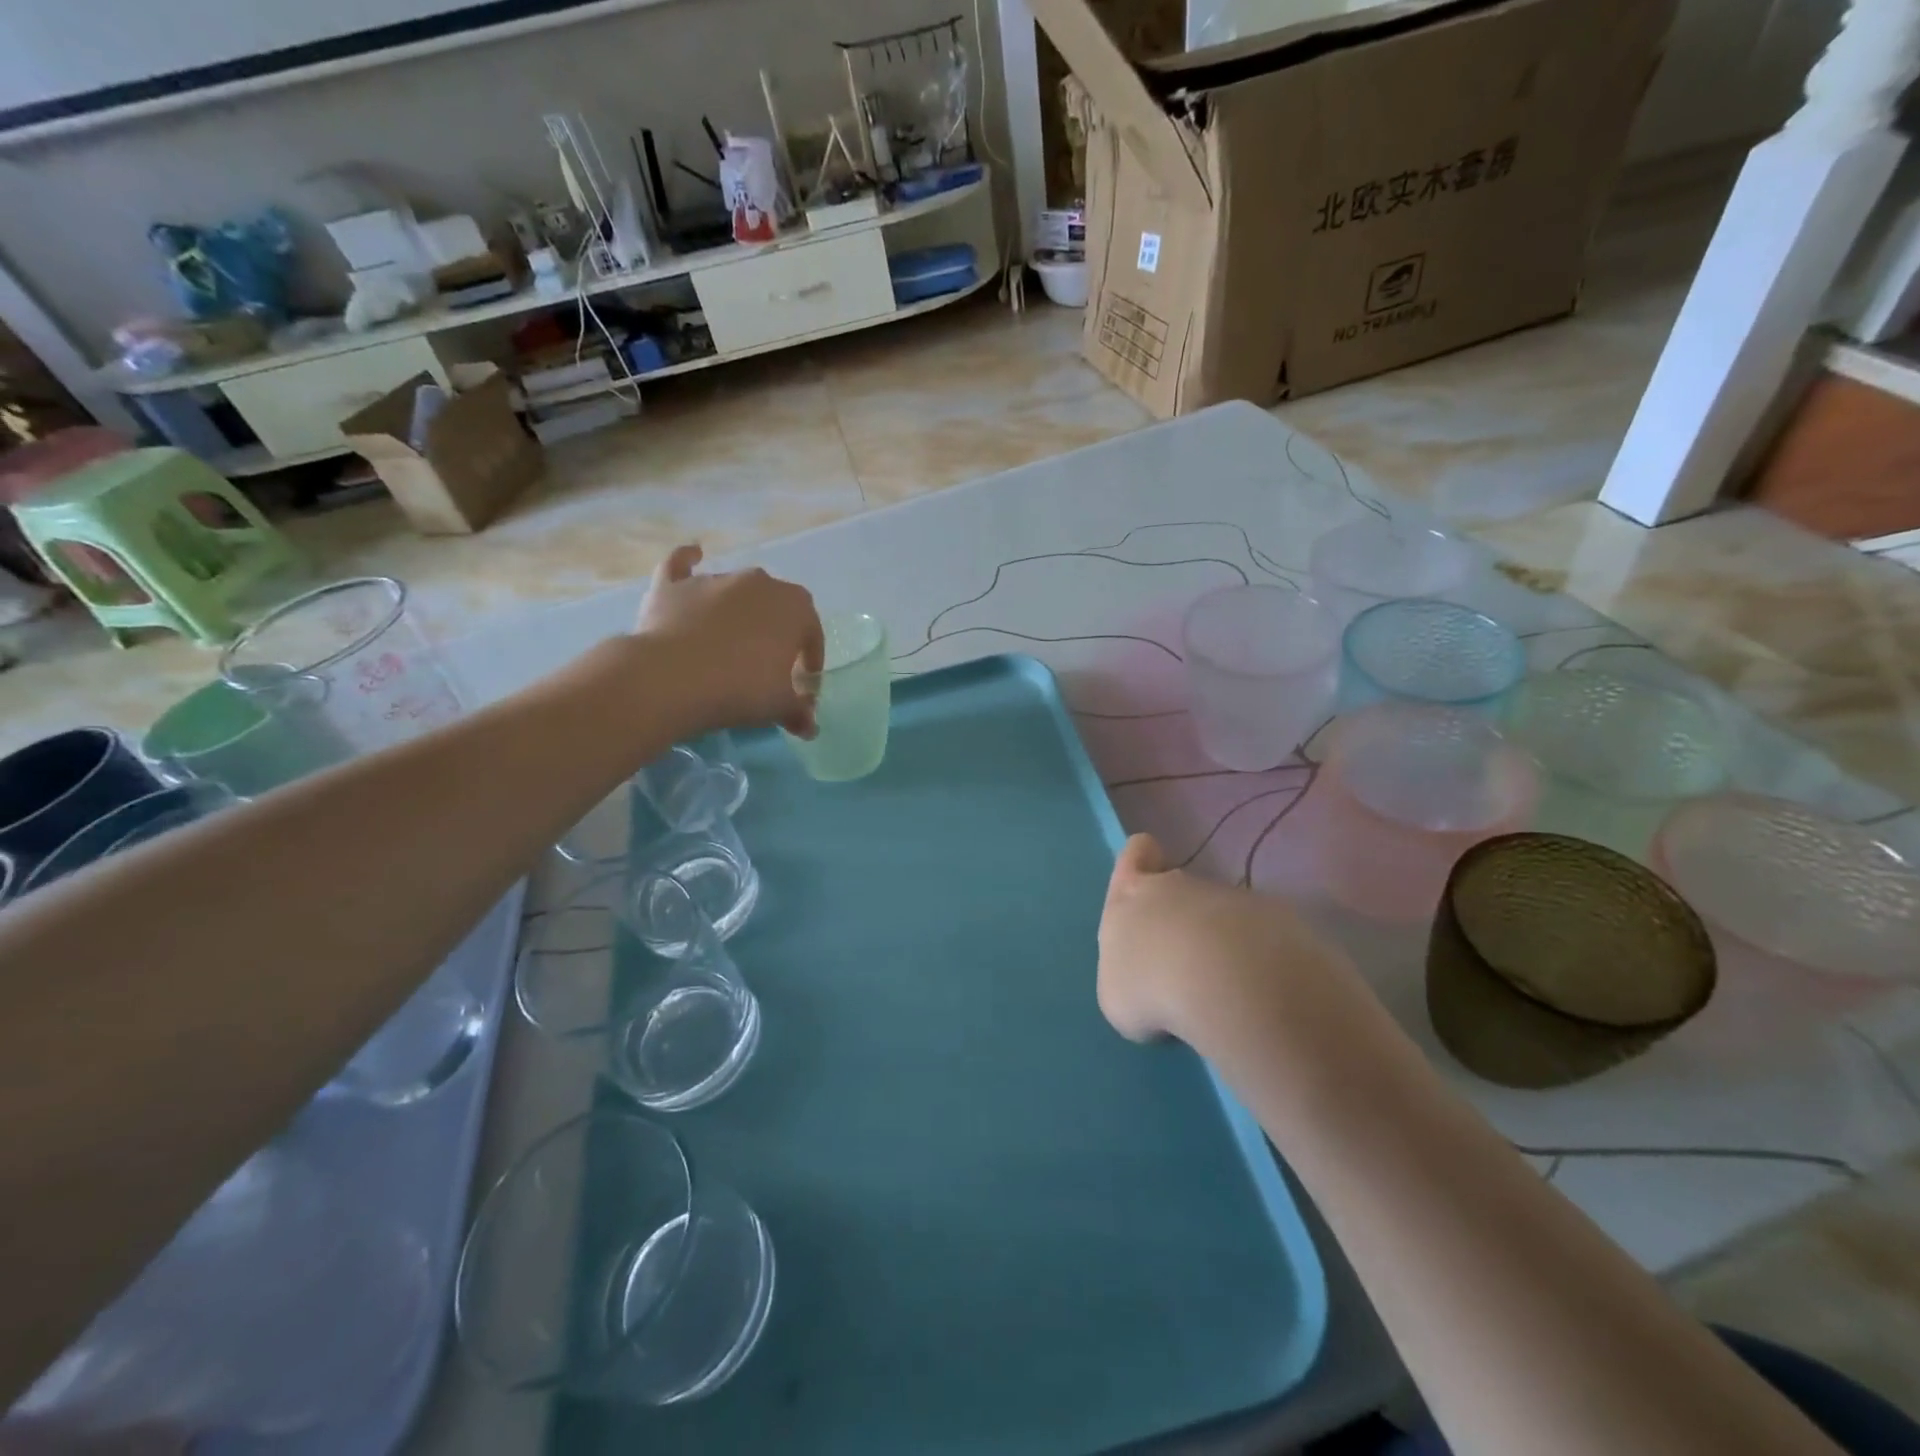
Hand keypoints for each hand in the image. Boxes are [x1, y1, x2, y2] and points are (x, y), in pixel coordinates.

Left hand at [634, 544, 824, 737]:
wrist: (672, 679)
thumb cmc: (741, 689)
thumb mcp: (779, 707)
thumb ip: (799, 711)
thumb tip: (809, 725)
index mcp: (795, 607)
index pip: (812, 633)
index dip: (810, 660)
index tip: (802, 684)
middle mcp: (759, 582)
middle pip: (776, 607)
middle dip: (776, 632)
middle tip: (767, 666)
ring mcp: (715, 579)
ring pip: (735, 592)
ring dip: (738, 613)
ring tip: (727, 646)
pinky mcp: (674, 585)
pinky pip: (683, 566)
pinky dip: (688, 562)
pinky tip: (693, 556)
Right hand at [1097, 833, 1354, 1051]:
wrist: (1225, 983)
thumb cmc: (1149, 986)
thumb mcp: (1116, 993)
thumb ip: (1130, 974)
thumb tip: (1149, 981)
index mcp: (1130, 894)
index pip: (1135, 854)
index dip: (1140, 859)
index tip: (1148, 873)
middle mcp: (1175, 886)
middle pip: (1176, 885)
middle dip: (1179, 912)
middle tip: (1179, 956)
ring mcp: (1227, 898)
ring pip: (1218, 912)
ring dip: (1217, 939)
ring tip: (1219, 985)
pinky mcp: (1273, 918)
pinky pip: (1257, 934)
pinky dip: (1253, 957)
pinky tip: (1252, 990)